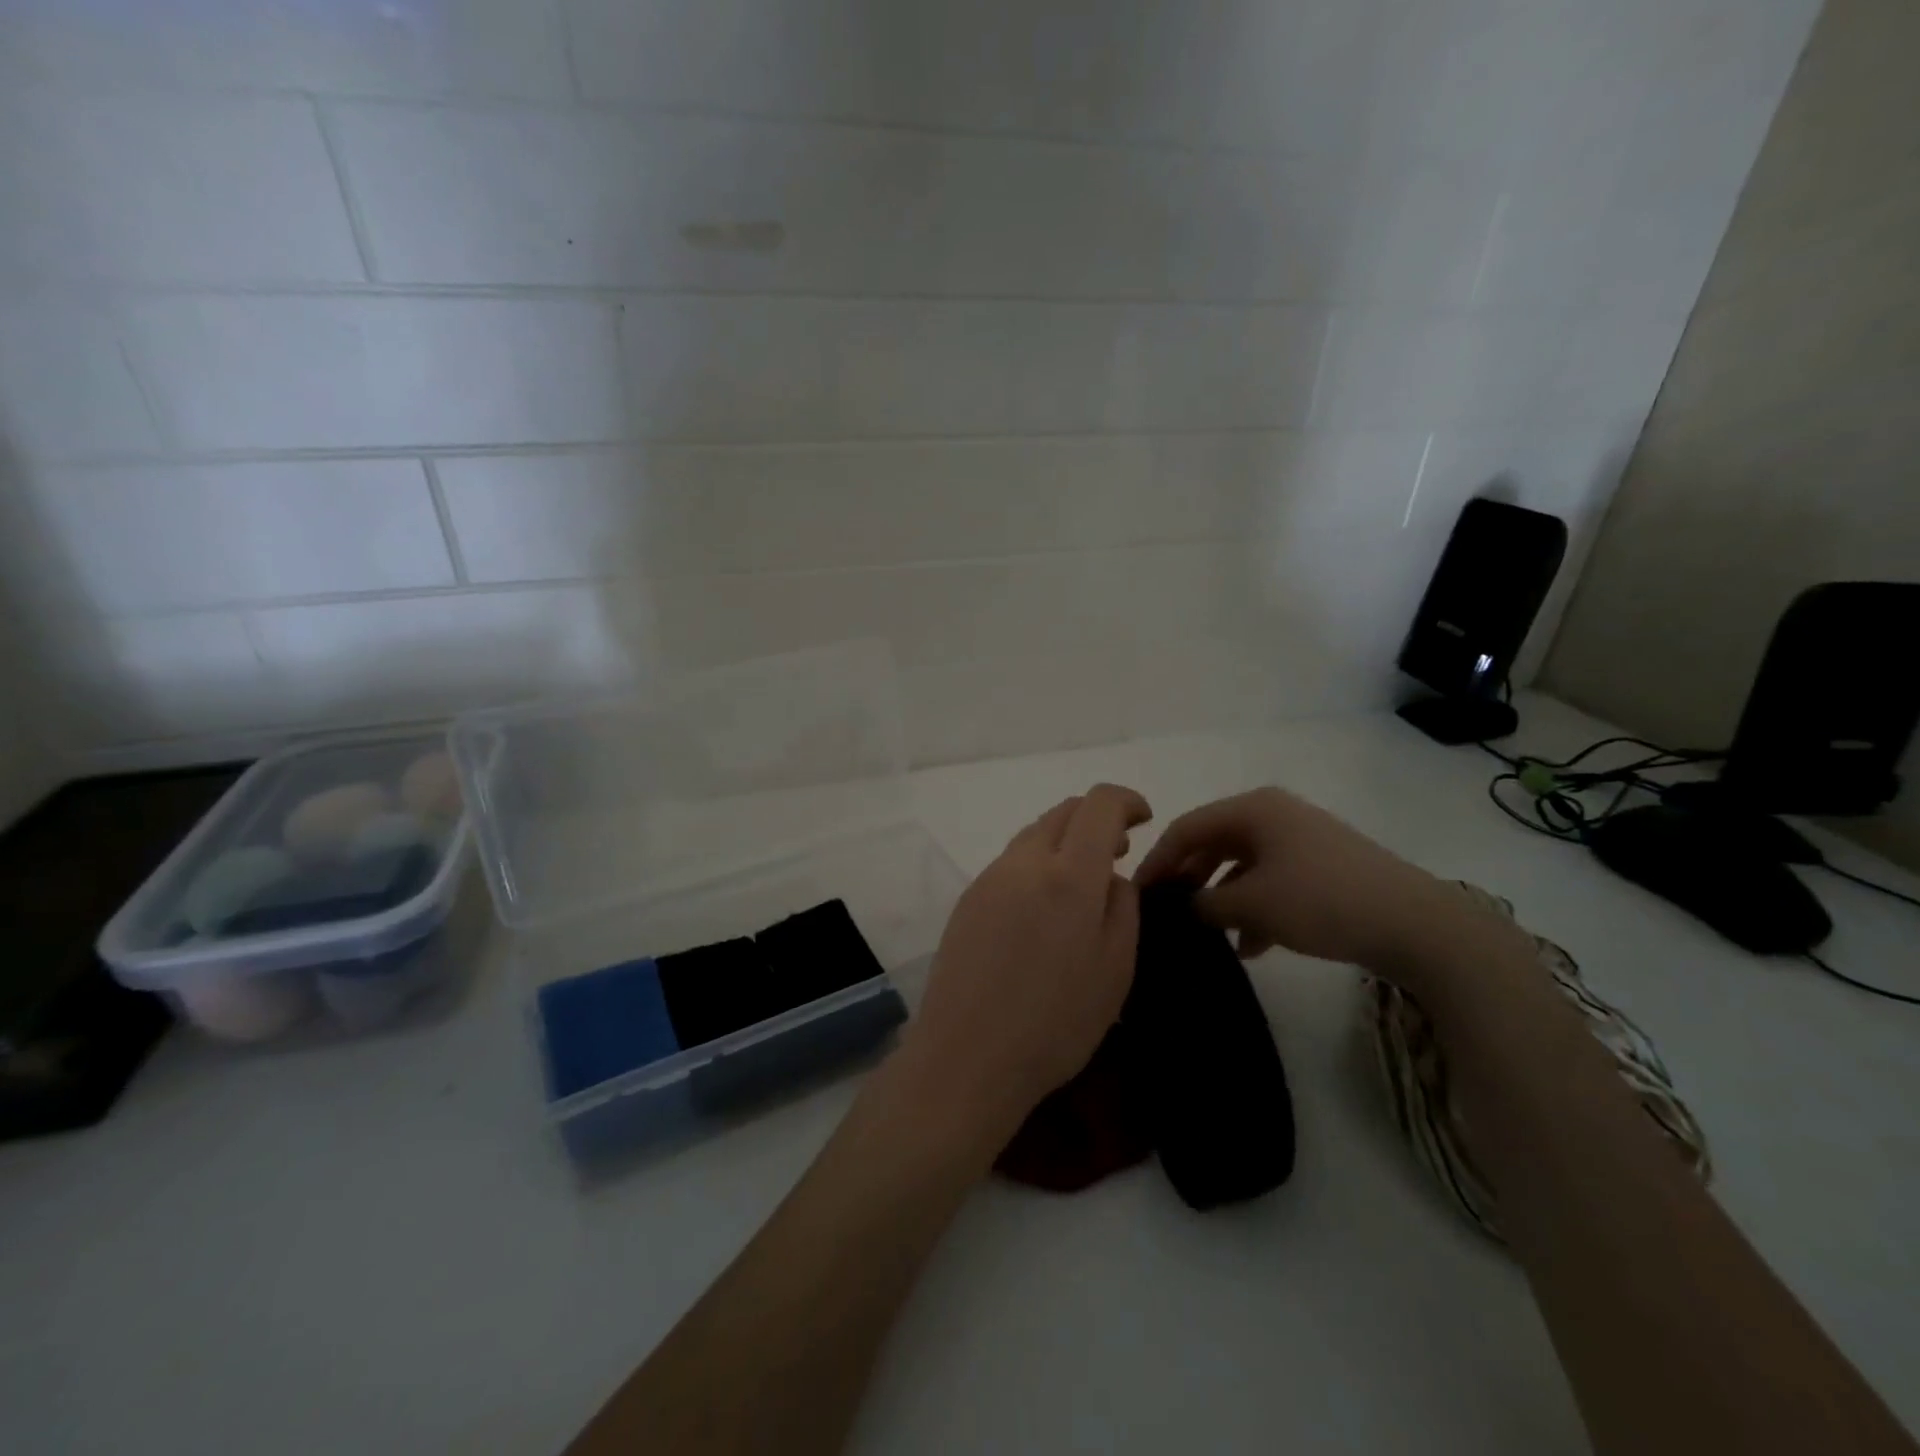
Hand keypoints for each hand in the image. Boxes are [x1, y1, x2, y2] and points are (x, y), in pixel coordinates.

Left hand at [898, 784, 1151, 1155]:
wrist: (966, 1056)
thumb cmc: (1055, 1022)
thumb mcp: (1115, 969)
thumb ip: (1122, 907)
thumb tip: (1112, 875)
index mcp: (1068, 875)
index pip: (1099, 805)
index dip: (1126, 800)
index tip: (1144, 818)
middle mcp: (1024, 863)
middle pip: (1063, 812)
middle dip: (1097, 818)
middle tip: (1120, 849)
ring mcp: (989, 878)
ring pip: (1034, 834)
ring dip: (1065, 840)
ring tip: (1085, 878)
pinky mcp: (968, 899)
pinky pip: (1011, 862)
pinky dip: (1038, 863)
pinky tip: (1045, 905)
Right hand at [1134, 787, 1472, 974]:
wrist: (1416, 924)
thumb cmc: (1321, 901)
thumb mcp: (1252, 905)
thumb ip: (1204, 904)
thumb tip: (1180, 907)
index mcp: (1253, 808)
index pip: (1186, 828)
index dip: (1158, 861)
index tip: (1137, 895)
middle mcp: (1274, 814)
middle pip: (1214, 843)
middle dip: (1190, 880)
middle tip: (1169, 914)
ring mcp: (1301, 839)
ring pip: (1243, 865)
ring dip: (1223, 899)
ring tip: (1210, 936)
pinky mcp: (1322, 866)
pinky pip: (1272, 880)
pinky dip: (1254, 907)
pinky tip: (1251, 945)